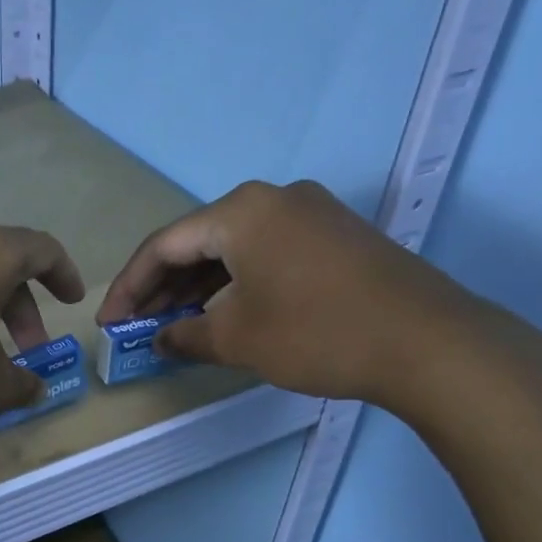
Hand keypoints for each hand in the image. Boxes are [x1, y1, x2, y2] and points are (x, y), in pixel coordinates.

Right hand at [97, 180, 489, 410]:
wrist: (430, 344)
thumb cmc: (317, 333)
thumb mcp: (237, 339)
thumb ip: (184, 336)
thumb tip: (158, 341)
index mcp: (240, 211)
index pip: (164, 245)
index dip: (130, 286)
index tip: (110, 323)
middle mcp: (273, 198)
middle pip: (198, 241)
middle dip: (164, 287)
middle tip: (139, 327)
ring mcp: (310, 213)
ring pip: (234, 248)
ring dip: (200, 287)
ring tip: (176, 326)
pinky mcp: (335, 236)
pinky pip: (267, 253)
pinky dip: (237, 282)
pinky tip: (225, 313)